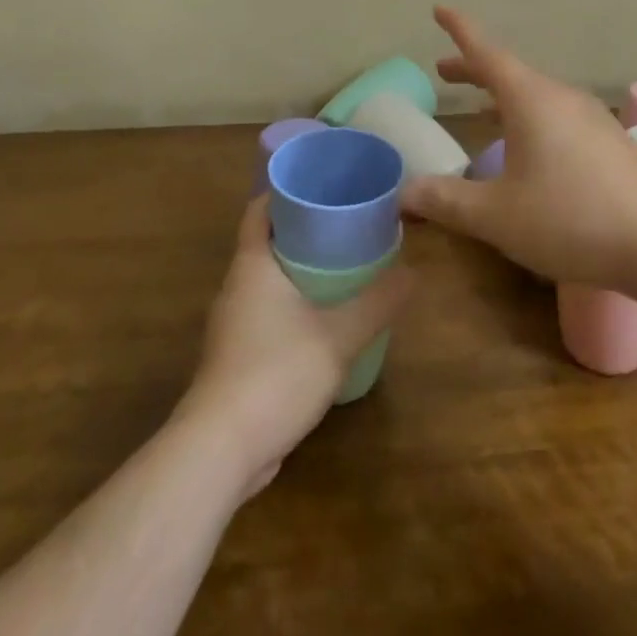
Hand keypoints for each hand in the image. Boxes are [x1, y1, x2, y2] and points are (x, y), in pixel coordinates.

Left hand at [178, 199, 412, 496]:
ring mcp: (235, 323)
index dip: (289, 190)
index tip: (325, 184)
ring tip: (348, 265)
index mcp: (253, 264)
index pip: (261, 208)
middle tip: (351, 223)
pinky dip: (296, 304)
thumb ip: (378, 302)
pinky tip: (328, 318)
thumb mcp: (339, 335)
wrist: (221, 451)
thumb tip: (415, 272)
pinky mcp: (239, 356)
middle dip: (307, 229)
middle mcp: (238, 286)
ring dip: (303, 269)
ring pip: (271, 279)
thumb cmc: (275, 374)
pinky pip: (270, 312)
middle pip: (270, 241)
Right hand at [400, 6, 636, 288]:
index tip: (440, 9)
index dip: (459, 31)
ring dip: (504, 96)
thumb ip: (447, 201)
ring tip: (483, 108)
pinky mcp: (611, 144)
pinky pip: (558, 117)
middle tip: (444, 73)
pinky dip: (531, 118)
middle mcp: (562, 98)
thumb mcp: (497, 216)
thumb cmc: (572, 218)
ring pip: (537, 96)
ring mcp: (592, 119)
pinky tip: (531, 151)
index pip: (486, 52)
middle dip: (474, 70)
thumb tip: (403, 193)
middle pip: (510, 73)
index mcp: (530, 99)